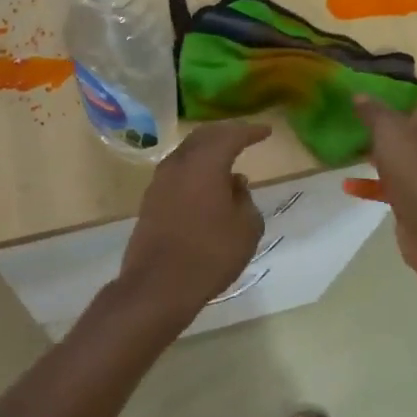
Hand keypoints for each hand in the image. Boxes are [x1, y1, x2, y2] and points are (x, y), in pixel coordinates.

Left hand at [119, 121, 272, 316]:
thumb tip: (235, 184)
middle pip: (203, 137)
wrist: (158, 285)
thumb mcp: (246, 228)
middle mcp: (179, 164)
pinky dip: (195, 169)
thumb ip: (245, 200)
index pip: (231, 135)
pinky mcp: (150, 201)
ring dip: (207, 151)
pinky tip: (206, 184)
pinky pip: (177, 172)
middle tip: (245, 136)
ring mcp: (160, 181)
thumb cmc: (210, 254)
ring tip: (227, 159)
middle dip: (226, 133)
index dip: (250, 131)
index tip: (266, 131)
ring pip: (187, 153)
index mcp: (205, 163)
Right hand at [353, 96, 416, 274]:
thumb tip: (359, 95)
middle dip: (398, 136)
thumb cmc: (416, 167)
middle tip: (370, 132)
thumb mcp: (388, 130)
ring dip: (387, 163)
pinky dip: (379, 187)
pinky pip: (402, 191)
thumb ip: (373, 111)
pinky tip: (351, 187)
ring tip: (358, 158)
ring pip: (413, 166)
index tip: (392, 109)